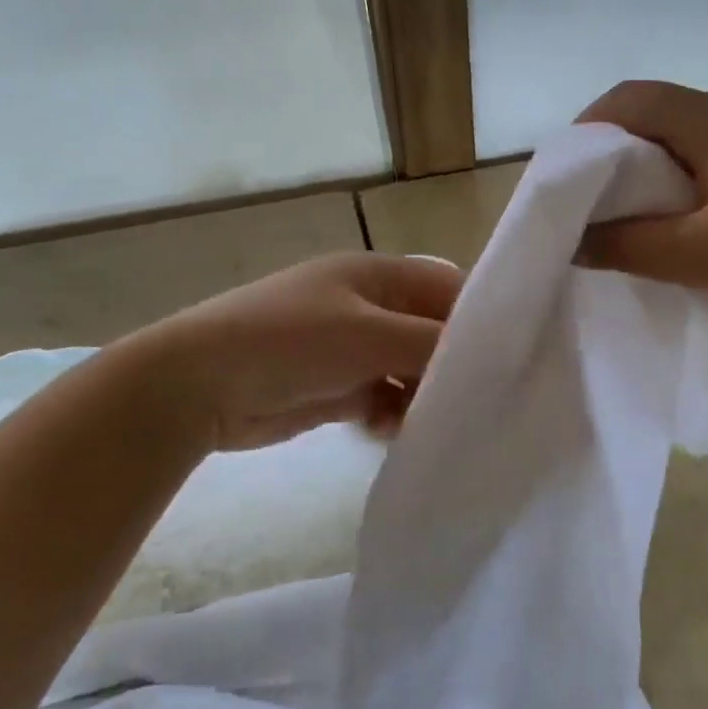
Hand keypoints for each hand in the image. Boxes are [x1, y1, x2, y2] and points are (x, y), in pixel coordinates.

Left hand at [147, 252, 461, 451]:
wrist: (196, 386)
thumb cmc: (289, 342)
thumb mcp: (370, 335)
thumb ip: (433, 343)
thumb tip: (488, 355)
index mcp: (378, 275)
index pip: (448, 288)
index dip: (479, 318)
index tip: (511, 359)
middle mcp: (368, 306)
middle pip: (430, 332)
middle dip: (452, 365)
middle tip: (480, 403)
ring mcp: (350, 347)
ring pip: (409, 370)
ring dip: (423, 396)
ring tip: (435, 424)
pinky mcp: (335, 387)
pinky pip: (381, 398)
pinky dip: (393, 414)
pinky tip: (393, 433)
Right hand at [576, 81, 707, 344]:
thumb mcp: (700, 258)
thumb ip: (628, 245)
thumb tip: (572, 241)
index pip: (632, 98)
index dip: (588, 129)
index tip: (566, 176)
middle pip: (658, 111)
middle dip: (615, 150)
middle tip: (590, 201)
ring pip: (687, 134)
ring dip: (650, 166)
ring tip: (630, 214)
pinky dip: (683, 177)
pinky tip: (684, 219)